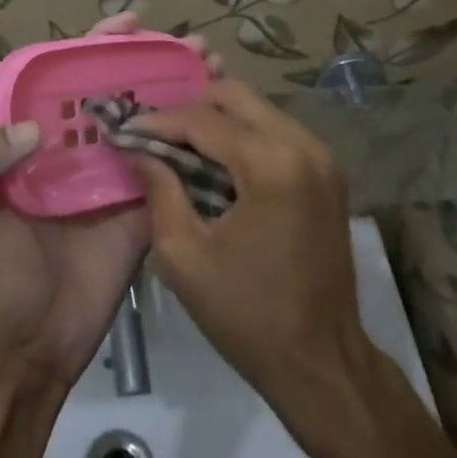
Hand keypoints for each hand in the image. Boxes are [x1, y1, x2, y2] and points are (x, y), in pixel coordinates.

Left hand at [0, 14, 221, 387]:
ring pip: (147, 121)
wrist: (28, 349)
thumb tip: (34, 126)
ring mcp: (113, 177)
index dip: (96, 46)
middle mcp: (77, 150)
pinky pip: (167, 167)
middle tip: (190, 43)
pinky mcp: (142, 208)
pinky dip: (190, 141)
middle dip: (151, 61)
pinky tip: (218, 118)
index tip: (130, 23)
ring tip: (212, 66)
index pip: (66, 78)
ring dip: (178, 91)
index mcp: (33, 141)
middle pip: (116, 91)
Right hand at [126, 82, 373, 418]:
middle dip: (191, 109)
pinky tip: (218, 163)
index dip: (160, 121)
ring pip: (258, 108)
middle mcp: (303, 146)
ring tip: (182, 148)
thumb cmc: (247, 315)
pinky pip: (277, 130)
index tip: (127, 130)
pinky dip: (244, 135)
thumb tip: (139, 150)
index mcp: (270, 165)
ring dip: (218, 120)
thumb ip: (160, 191)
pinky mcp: (329, 171)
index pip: (203, 119)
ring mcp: (322, 156)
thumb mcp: (184, 258)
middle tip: (157, 136)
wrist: (322, 362)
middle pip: (236, 95)